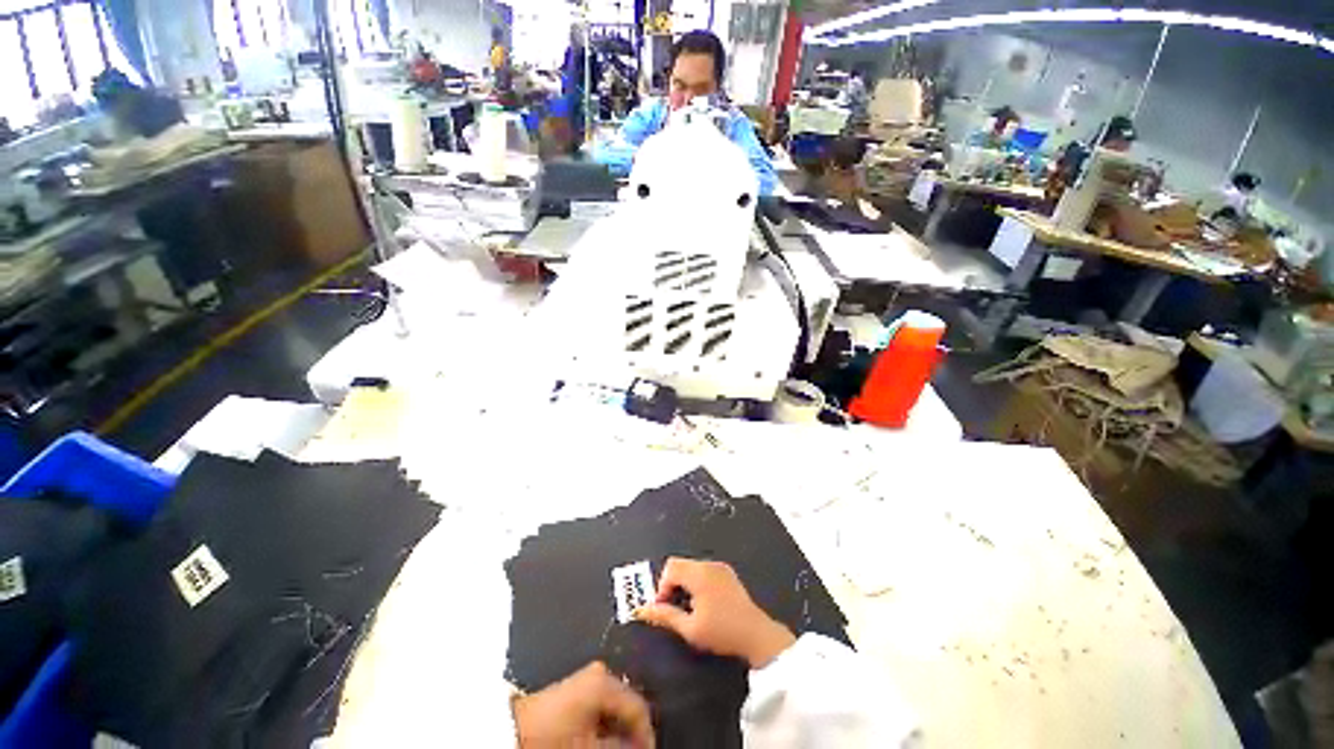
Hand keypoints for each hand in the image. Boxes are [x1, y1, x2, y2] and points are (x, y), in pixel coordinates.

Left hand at [512, 662, 653, 747]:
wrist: (510, 731)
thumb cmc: (550, 737)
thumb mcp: (590, 747)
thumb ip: (620, 746)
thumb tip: (641, 746)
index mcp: (605, 680)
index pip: (640, 707)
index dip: (647, 735)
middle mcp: (599, 671)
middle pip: (628, 703)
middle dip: (631, 731)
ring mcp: (586, 678)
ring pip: (615, 705)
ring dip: (618, 729)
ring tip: (616, 748)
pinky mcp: (575, 687)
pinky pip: (601, 705)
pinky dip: (605, 724)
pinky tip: (600, 740)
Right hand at [634, 558, 795, 668]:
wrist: (756, 635)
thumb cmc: (721, 632)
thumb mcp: (690, 629)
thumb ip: (665, 616)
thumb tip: (641, 610)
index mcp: (699, 574)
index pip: (670, 568)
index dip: (662, 588)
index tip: (664, 609)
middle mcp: (709, 564)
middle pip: (680, 564)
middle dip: (672, 584)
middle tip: (674, 609)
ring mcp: (720, 567)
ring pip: (691, 567)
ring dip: (684, 583)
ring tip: (688, 608)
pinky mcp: (727, 572)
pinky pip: (704, 570)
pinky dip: (696, 581)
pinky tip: (703, 603)